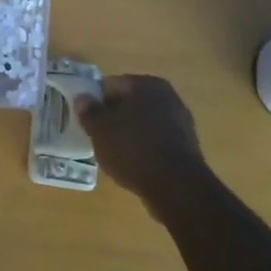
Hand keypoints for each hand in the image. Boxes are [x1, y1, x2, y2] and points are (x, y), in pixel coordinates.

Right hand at [77, 75, 207, 206]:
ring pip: (143, 122)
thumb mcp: (100, 130)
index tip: (86, 119)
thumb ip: (89, 111)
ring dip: (129, 132)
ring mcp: (181, 120)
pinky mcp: (187, 145)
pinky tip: (134, 163)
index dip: (95, 101)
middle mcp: (167, 95)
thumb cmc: (133, 149)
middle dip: (113, 116)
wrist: (176, 186)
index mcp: (146, 84)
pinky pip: (156, 139)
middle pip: (130, 102)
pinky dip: (144, 147)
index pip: (111, 85)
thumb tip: (83, 98)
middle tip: (97, 135)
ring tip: (114, 152)